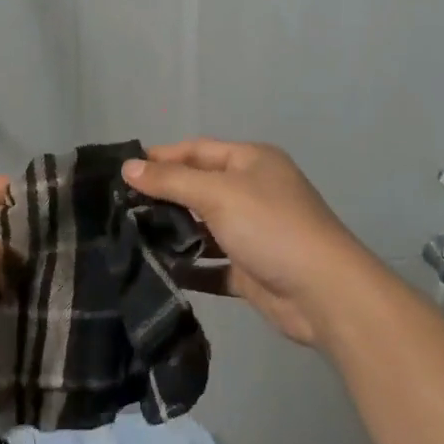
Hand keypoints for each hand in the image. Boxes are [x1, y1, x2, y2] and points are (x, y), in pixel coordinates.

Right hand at [122, 140, 378, 347]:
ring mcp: (253, 232)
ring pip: (203, 228)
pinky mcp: (251, 270)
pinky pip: (211, 264)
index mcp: (251, 161)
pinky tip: (158, 271)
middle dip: (163, 197)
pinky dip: (189, 267)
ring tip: (129, 239)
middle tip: (119, 208)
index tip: (123, 171)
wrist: (324, 293)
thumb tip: (128, 166)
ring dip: (173, 233)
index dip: (161, 157)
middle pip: (198, 188)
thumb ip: (171, 181)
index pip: (197, 150)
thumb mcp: (218, 194)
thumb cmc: (271, 226)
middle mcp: (253, 191)